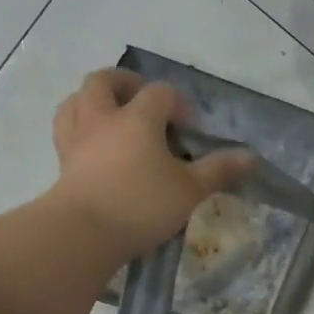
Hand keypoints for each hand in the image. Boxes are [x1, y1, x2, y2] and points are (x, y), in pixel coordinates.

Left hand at [48, 70, 255, 257]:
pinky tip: (94, 144)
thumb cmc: (141, 205)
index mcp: (137, 117)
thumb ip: (218, 170)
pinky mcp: (62, 161)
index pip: (161, 93)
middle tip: (144, 103)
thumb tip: (251, 157)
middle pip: (105, 80)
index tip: (190, 133)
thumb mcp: (189, 190)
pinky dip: (80, 127)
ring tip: (113, 117)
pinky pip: (66, 129)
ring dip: (95, 100)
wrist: (83, 233)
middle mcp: (102, 117)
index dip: (179, 105)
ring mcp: (76, 138)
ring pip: (77, 99)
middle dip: (127, 84)